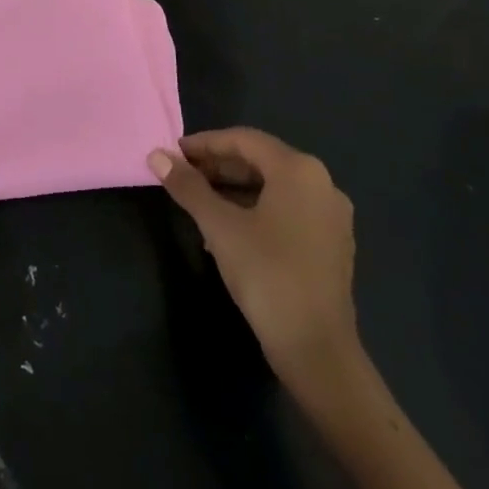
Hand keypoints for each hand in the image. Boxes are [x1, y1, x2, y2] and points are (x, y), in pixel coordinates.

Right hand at [149, 128, 360, 394]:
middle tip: (181, 175)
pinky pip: (286, 210)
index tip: (173, 153)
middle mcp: (321, 184)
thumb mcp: (219, 226)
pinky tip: (227, 230)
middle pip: (260, 161)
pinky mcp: (332, 244)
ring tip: (197, 202)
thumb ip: (188, 187)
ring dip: (233, 189)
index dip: (204, 143)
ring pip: (273, 187)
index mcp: (299, 170)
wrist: (316, 348)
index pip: (243, 140)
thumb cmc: (266, 274)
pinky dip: (255, 209)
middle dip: (218, 166)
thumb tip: (156, 155)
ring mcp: (331, 216)